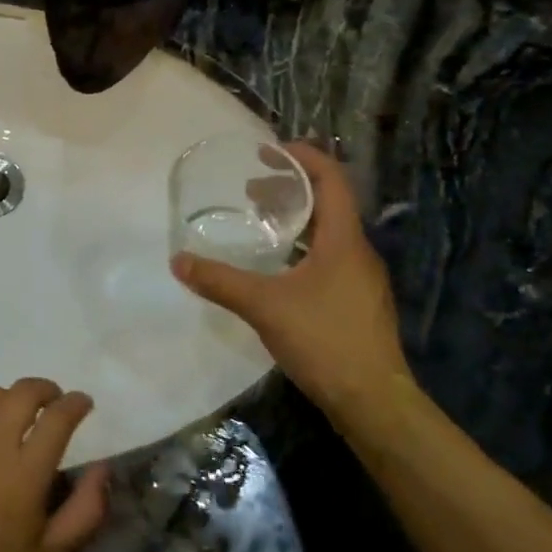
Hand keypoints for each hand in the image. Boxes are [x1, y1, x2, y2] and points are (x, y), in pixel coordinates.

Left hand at [0, 379, 111, 551]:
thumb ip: (85, 510)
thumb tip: (103, 468)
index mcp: (25, 472)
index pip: (58, 417)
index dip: (75, 403)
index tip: (83, 403)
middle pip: (23, 392)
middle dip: (45, 389)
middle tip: (52, 401)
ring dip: (10, 399)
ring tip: (15, 416)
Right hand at [171, 141, 410, 414]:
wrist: (373, 400)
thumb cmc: (324, 340)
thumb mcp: (264, 306)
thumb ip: (220, 282)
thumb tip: (179, 262)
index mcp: (344, 240)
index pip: (331, 180)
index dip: (304, 158)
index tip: (269, 152)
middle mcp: (358, 252)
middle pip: (329, 204)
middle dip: (291, 189)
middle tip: (251, 190)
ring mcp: (361, 279)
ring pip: (329, 233)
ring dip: (296, 220)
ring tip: (260, 224)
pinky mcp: (357, 303)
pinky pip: (329, 258)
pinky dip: (302, 248)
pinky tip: (278, 270)